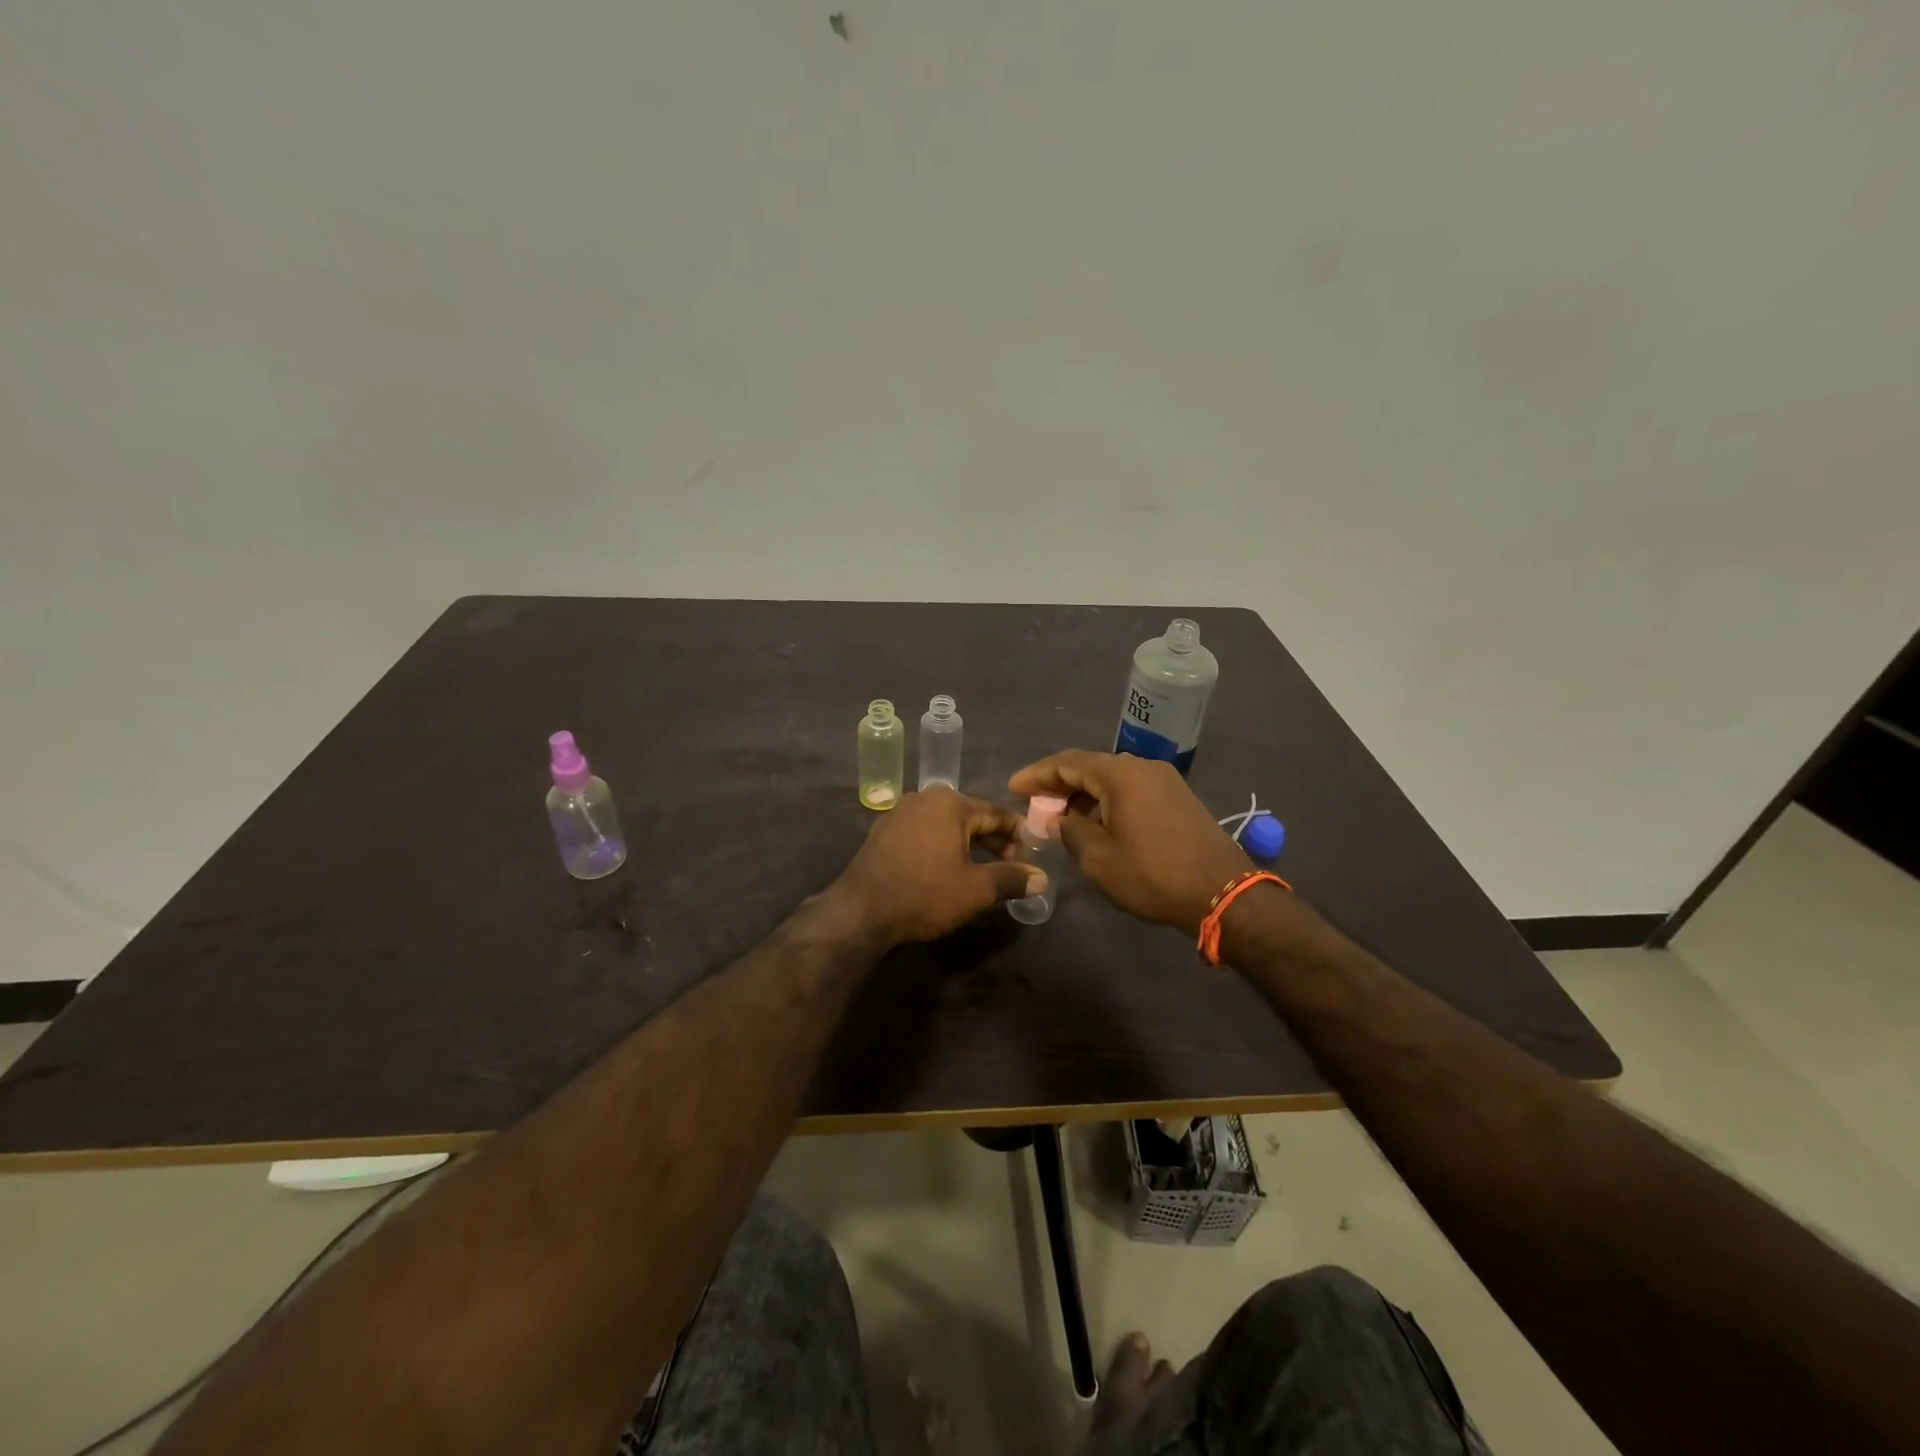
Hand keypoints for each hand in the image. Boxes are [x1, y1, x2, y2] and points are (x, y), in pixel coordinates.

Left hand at [833, 788, 1043, 944]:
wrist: (861, 911)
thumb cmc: (925, 893)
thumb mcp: (976, 889)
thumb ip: (1011, 879)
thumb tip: (1042, 878)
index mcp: (950, 803)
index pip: (996, 813)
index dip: (1018, 834)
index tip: (1033, 855)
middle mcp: (924, 799)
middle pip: (971, 817)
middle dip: (993, 842)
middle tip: (1011, 868)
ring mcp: (899, 814)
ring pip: (946, 826)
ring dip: (968, 846)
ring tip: (982, 873)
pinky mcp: (883, 833)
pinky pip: (924, 834)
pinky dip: (941, 848)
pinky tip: (946, 871)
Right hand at [1009, 751, 1249, 934]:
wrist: (1223, 892)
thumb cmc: (1153, 875)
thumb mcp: (1099, 859)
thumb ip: (1071, 831)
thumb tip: (1058, 819)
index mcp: (1120, 775)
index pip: (1068, 762)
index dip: (1037, 775)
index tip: (1013, 788)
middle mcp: (1143, 767)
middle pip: (1090, 766)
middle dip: (1059, 783)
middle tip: (1033, 803)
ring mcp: (1164, 781)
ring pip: (1112, 778)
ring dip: (1083, 793)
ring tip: (1060, 816)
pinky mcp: (1178, 798)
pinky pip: (1132, 789)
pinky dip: (1107, 800)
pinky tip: (1096, 822)